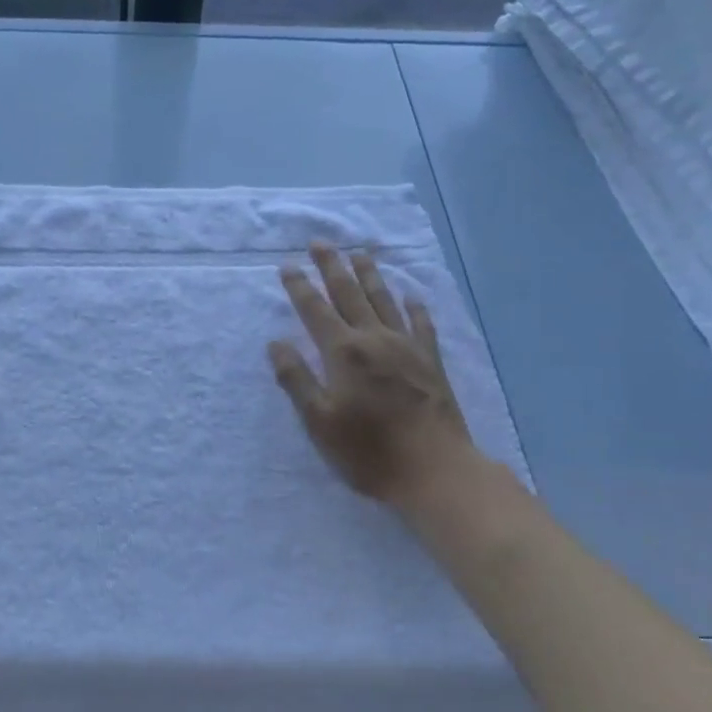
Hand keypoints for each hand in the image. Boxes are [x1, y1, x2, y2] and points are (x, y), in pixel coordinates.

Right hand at [268, 245, 475, 505]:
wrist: (435, 470)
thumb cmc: (368, 450)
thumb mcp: (318, 421)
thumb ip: (296, 379)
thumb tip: (276, 343)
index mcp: (343, 352)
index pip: (315, 310)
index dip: (299, 287)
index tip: (287, 265)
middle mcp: (374, 339)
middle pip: (349, 293)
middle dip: (332, 266)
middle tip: (320, 242)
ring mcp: (407, 347)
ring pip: (384, 300)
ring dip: (370, 275)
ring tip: (360, 253)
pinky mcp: (431, 361)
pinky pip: (421, 324)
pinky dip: (414, 307)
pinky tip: (412, 296)